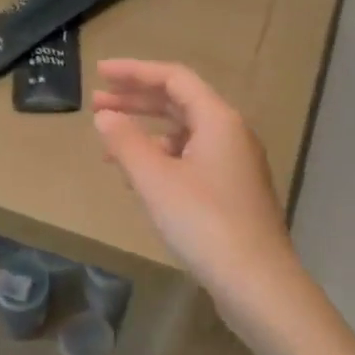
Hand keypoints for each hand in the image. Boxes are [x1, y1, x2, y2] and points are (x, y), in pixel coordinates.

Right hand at [92, 60, 309, 338]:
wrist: (257, 282)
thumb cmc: (204, 222)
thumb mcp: (155, 180)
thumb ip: (126, 143)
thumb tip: (105, 116)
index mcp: (218, 120)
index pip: (174, 78)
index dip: (134, 71)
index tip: (99, 73)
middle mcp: (231, 134)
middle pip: (179, 103)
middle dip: (136, 100)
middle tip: (97, 103)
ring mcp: (235, 165)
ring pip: (185, 134)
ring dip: (147, 133)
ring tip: (110, 145)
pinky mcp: (232, 192)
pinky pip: (191, 160)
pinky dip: (162, 159)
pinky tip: (139, 179)